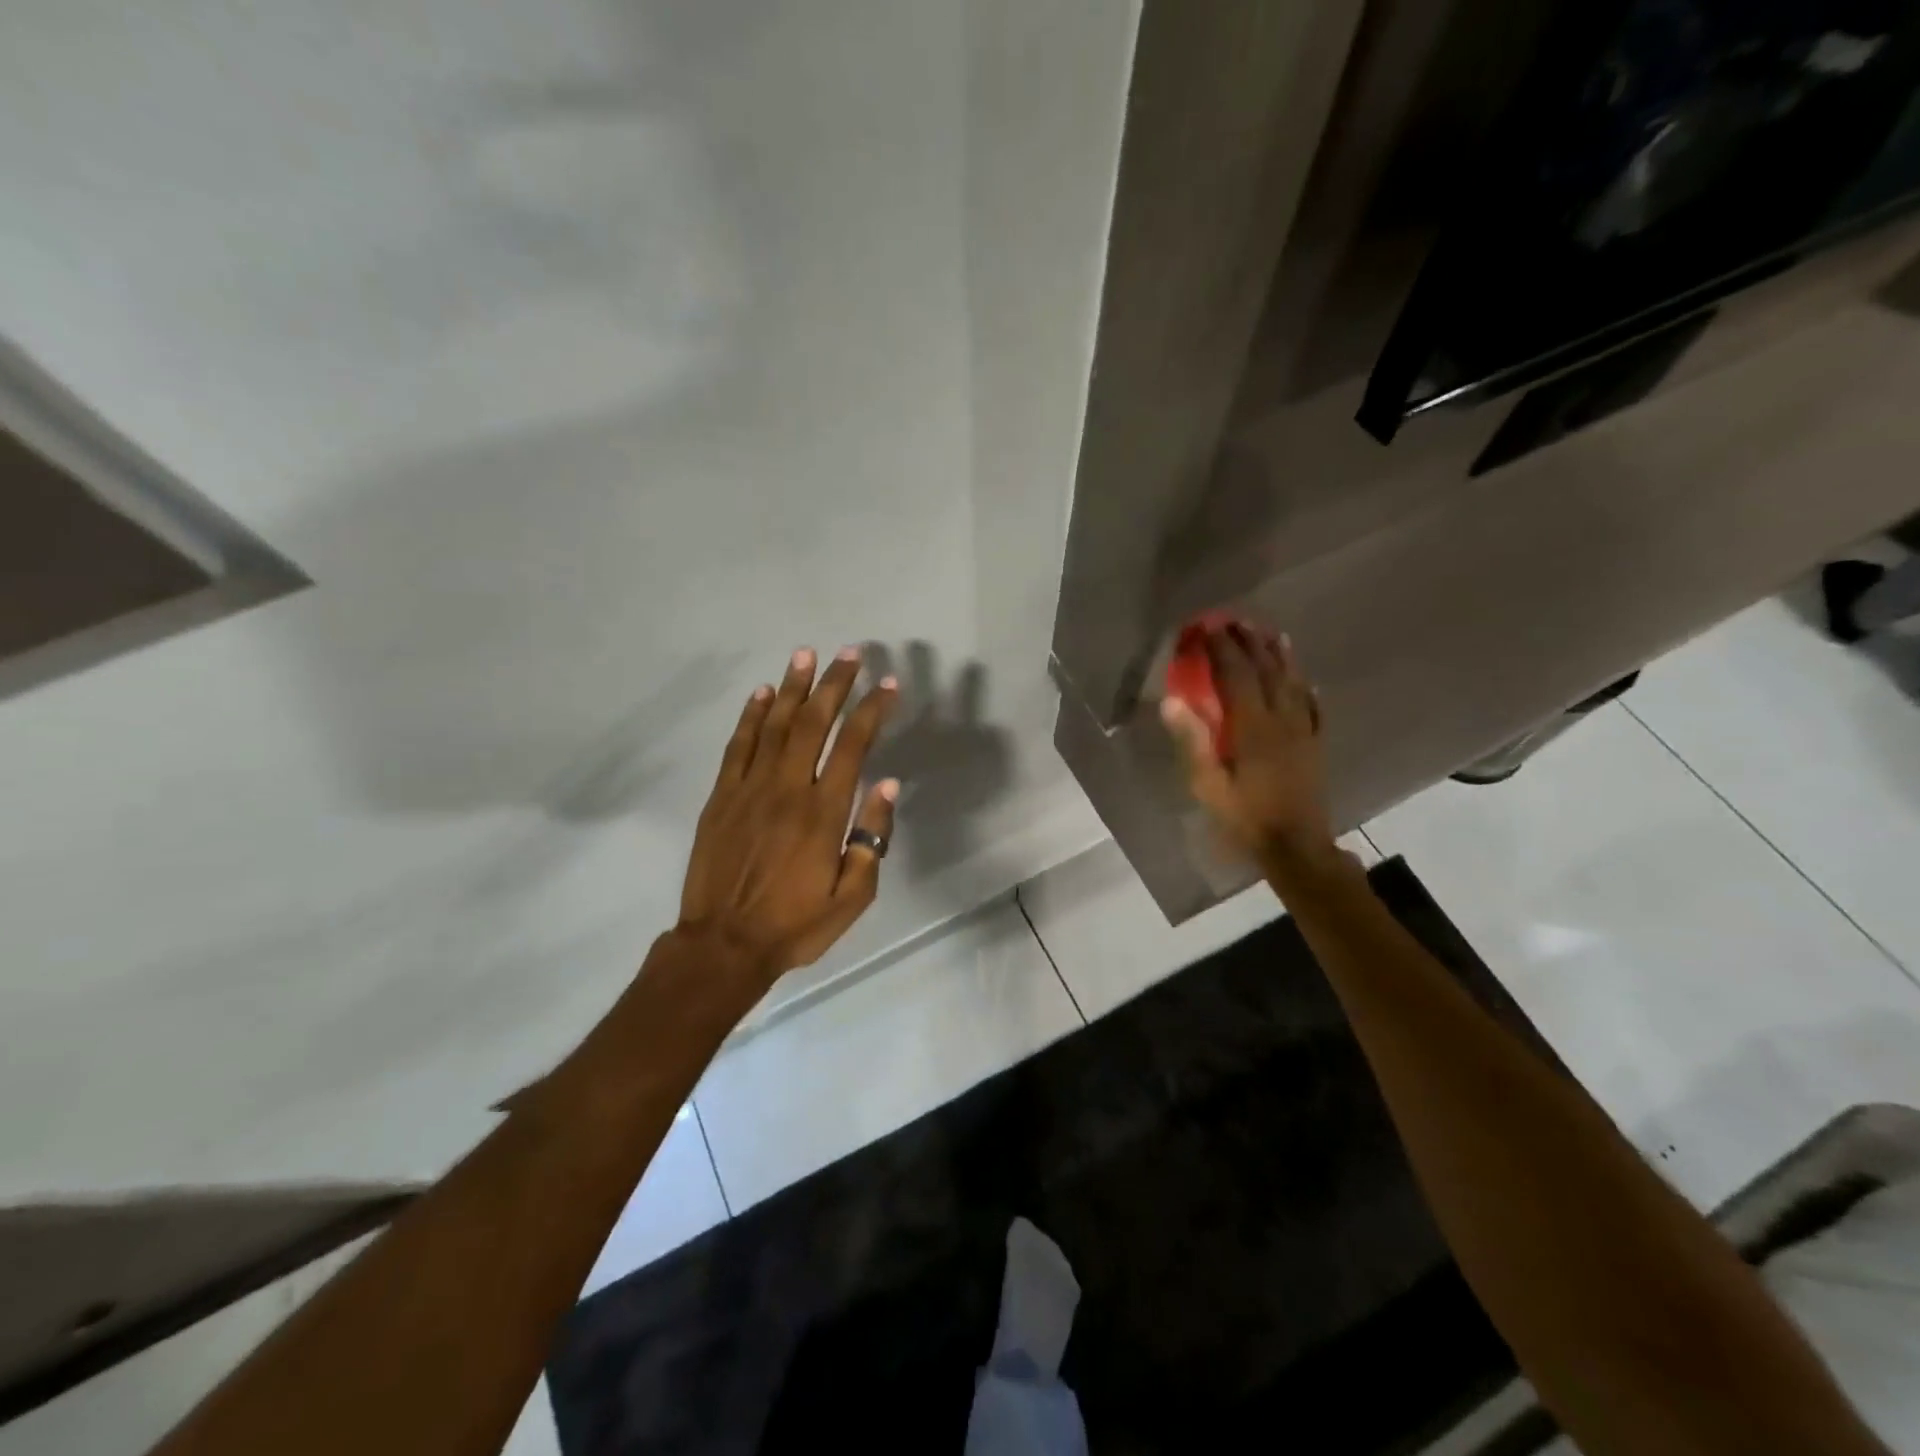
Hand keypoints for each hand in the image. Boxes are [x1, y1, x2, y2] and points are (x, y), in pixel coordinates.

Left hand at [678, 647, 899, 981]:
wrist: (723, 946)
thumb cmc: (794, 925)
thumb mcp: (852, 897)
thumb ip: (872, 838)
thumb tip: (888, 785)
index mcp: (823, 813)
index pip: (852, 746)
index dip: (871, 710)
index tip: (887, 684)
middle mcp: (787, 789)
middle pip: (813, 722)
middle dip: (834, 684)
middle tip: (849, 653)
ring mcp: (749, 789)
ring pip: (774, 725)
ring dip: (793, 687)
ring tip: (806, 654)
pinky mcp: (721, 797)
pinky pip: (738, 746)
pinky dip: (750, 716)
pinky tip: (762, 693)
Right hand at [1161, 624, 1335, 864]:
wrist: (1297, 847)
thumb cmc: (1246, 817)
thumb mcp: (1208, 785)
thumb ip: (1193, 741)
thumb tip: (1173, 701)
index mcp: (1253, 727)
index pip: (1236, 676)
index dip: (1222, 649)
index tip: (1209, 627)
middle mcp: (1282, 720)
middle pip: (1268, 672)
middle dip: (1251, 644)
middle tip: (1237, 621)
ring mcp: (1304, 731)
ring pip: (1294, 684)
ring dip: (1282, 657)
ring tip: (1272, 635)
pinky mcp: (1315, 745)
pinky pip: (1314, 708)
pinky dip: (1308, 689)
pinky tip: (1306, 680)